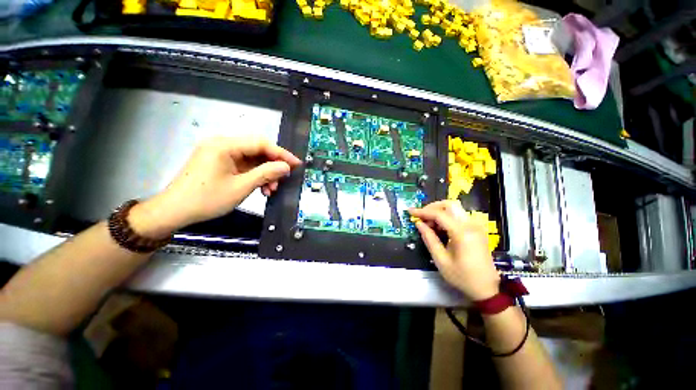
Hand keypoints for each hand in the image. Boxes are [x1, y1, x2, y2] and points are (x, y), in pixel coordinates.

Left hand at [129, 136, 300, 237]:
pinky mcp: (219, 163)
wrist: (174, 212)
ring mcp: (220, 153)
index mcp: (224, 145)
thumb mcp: (241, 187)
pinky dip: (254, 176)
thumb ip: (266, 174)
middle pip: (257, 150)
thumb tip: (286, 167)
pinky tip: (261, 188)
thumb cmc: (207, 199)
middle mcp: (222, 144)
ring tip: (271, 189)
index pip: (260, 143)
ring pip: (252, 159)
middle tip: (283, 179)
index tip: (296, 164)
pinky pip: (243, 166)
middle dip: (272, 166)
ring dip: (264, 173)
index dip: (281, 154)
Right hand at [409, 200, 499, 300]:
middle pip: (449, 204)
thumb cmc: (462, 276)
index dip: (422, 211)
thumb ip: (429, 239)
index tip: (410, 212)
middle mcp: (470, 225)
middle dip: (432, 207)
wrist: (487, 288)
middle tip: (421, 217)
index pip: (439, 214)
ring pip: (454, 208)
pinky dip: (446, 217)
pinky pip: (459, 216)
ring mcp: (475, 226)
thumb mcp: (441, 260)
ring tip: (428, 224)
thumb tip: (418, 223)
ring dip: (439, 212)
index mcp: (462, 233)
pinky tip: (439, 228)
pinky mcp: (476, 229)